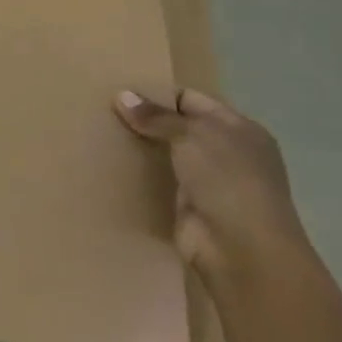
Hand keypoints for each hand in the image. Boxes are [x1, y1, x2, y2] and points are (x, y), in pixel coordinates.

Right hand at [113, 87, 311, 291]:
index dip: (158, 93)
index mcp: (239, 129)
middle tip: (102, 108)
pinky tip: (109, 162)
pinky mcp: (189, 206)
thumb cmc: (228, 181)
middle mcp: (227, 153)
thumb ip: (157, 116)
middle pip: (177, 127)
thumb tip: (122, 96)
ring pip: (166, 154)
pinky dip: (138, 174)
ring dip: (139, 147)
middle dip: (145, 119)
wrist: (243, 252)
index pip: (191, 99)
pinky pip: (158, 181)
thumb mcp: (193, 135)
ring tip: (99, 131)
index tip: (119, 90)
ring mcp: (208, 182)